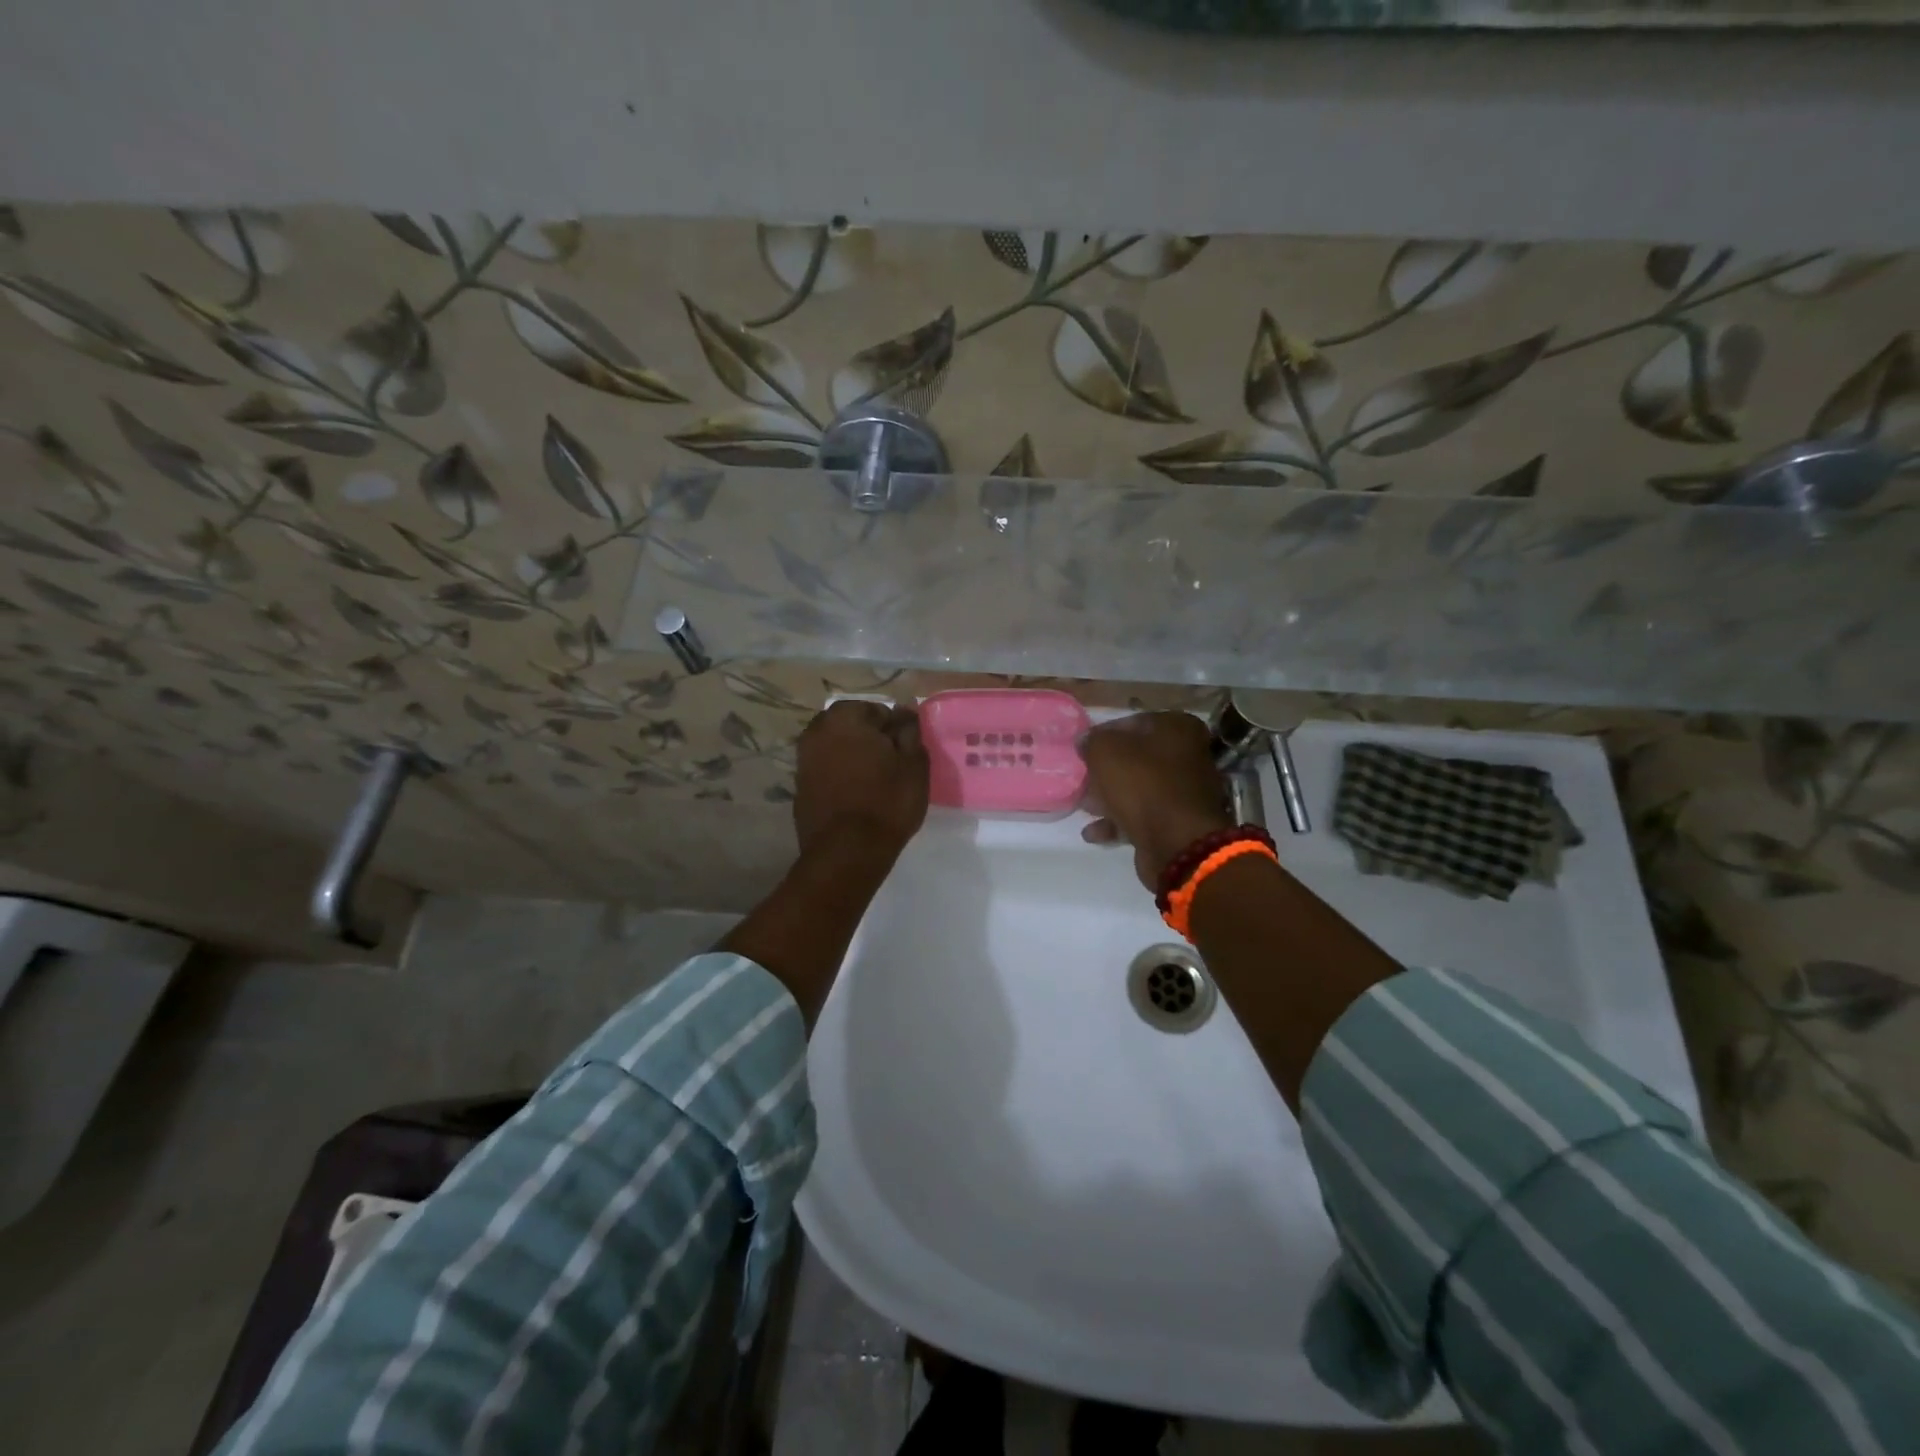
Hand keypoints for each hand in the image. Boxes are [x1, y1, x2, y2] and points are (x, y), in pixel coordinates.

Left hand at [793, 700, 929, 858]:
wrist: (848, 852)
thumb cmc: (887, 801)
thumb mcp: (914, 764)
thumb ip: (909, 732)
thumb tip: (904, 713)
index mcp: (844, 717)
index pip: (876, 710)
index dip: (893, 729)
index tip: (904, 751)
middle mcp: (816, 732)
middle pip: (850, 727)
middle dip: (868, 739)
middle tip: (891, 764)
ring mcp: (803, 761)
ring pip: (835, 749)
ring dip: (852, 757)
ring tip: (874, 781)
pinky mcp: (799, 788)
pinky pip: (825, 772)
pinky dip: (839, 777)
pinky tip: (855, 796)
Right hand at [1080, 712, 1231, 888]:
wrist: (1177, 842)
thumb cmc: (1142, 784)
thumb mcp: (1105, 752)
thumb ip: (1092, 741)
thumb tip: (1086, 740)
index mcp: (1178, 729)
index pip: (1133, 722)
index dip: (1104, 734)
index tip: (1083, 749)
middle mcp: (1188, 756)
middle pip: (1136, 758)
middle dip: (1106, 771)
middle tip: (1082, 778)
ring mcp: (1185, 792)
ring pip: (1138, 788)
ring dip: (1109, 798)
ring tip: (1084, 807)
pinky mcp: (1178, 823)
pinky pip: (1143, 816)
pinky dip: (1118, 822)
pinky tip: (1093, 833)